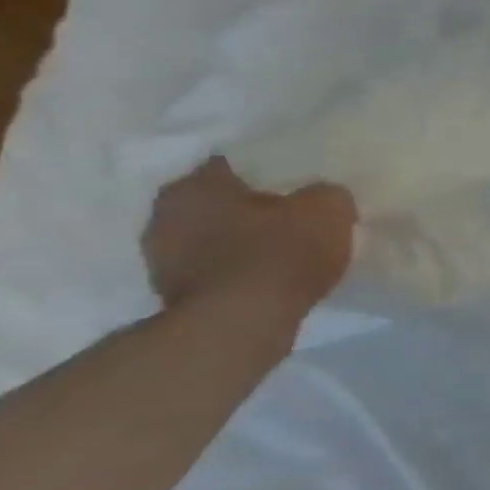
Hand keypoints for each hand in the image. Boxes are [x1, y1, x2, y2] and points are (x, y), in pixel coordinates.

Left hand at [143, 157, 355, 319]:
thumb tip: (322, 197)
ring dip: (243, 241)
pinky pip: (217, 270)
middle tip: (295, 215)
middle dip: (254, 208)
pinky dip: (240, 270)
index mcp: (194, 186)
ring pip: (215, 238)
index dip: (273, 171)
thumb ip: (327, 193)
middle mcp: (164, 216)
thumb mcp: (328, 209)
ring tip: (287, 249)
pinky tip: (272, 276)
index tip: (299, 183)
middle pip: (221, 202)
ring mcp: (161, 260)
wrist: (241, 325)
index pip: (236, 164)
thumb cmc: (279, 253)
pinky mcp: (174, 295)